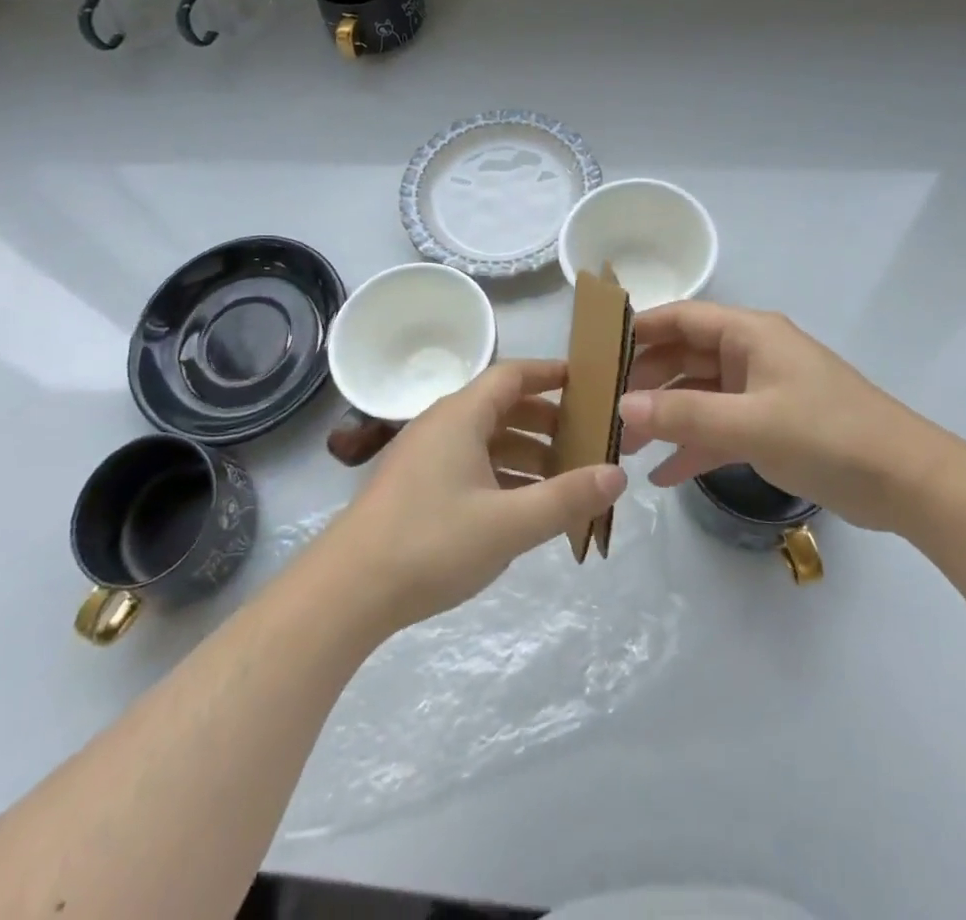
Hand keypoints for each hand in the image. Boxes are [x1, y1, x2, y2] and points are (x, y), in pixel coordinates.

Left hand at [322, 360, 627, 631]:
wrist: (347, 590)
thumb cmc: (431, 543)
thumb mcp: (508, 524)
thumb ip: (566, 498)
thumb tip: (618, 473)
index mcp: (461, 416)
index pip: (512, 375)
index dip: (551, 374)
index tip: (589, 383)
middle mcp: (442, 425)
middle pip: (502, 407)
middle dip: (547, 420)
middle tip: (588, 439)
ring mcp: (426, 456)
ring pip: (486, 440)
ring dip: (526, 453)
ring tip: (566, 479)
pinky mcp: (417, 487)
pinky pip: (470, 465)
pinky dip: (502, 476)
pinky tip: (524, 508)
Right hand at [619, 302, 956, 531]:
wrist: (909, 484)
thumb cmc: (828, 436)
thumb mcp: (751, 424)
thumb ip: (685, 414)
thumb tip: (623, 406)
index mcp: (750, 334)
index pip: (681, 318)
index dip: (640, 329)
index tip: (598, 351)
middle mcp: (752, 354)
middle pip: (685, 357)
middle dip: (646, 382)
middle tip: (605, 408)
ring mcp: (762, 391)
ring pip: (700, 396)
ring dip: (665, 418)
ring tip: (625, 446)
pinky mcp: (772, 426)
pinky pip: (720, 428)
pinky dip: (693, 446)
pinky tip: (663, 476)